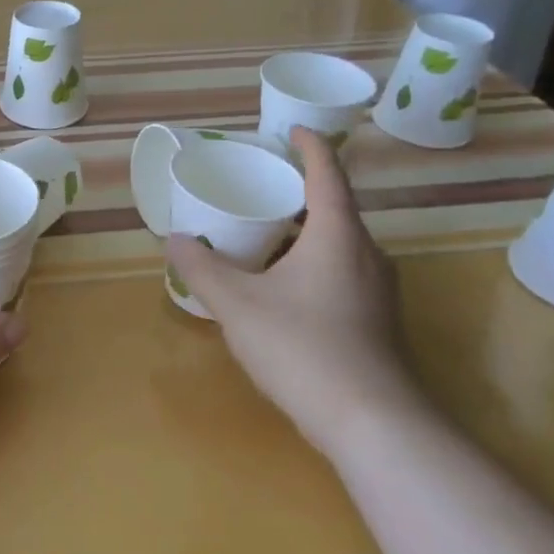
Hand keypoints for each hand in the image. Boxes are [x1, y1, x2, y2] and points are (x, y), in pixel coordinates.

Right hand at [166, 127, 428, 458]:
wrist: (372, 423)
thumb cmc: (303, 347)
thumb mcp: (238, 305)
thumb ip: (202, 268)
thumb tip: (175, 239)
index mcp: (337, 235)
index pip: (327, 174)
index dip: (311, 147)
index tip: (291, 130)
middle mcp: (365, 253)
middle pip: (333, 208)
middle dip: (298, 192)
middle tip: (258, 186)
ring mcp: (377, 289)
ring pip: (337, 244)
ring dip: (303, 231)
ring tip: (262, 233)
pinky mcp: (377, 320)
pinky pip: (341, 271)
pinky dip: (311, 261)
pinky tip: (281, 286)